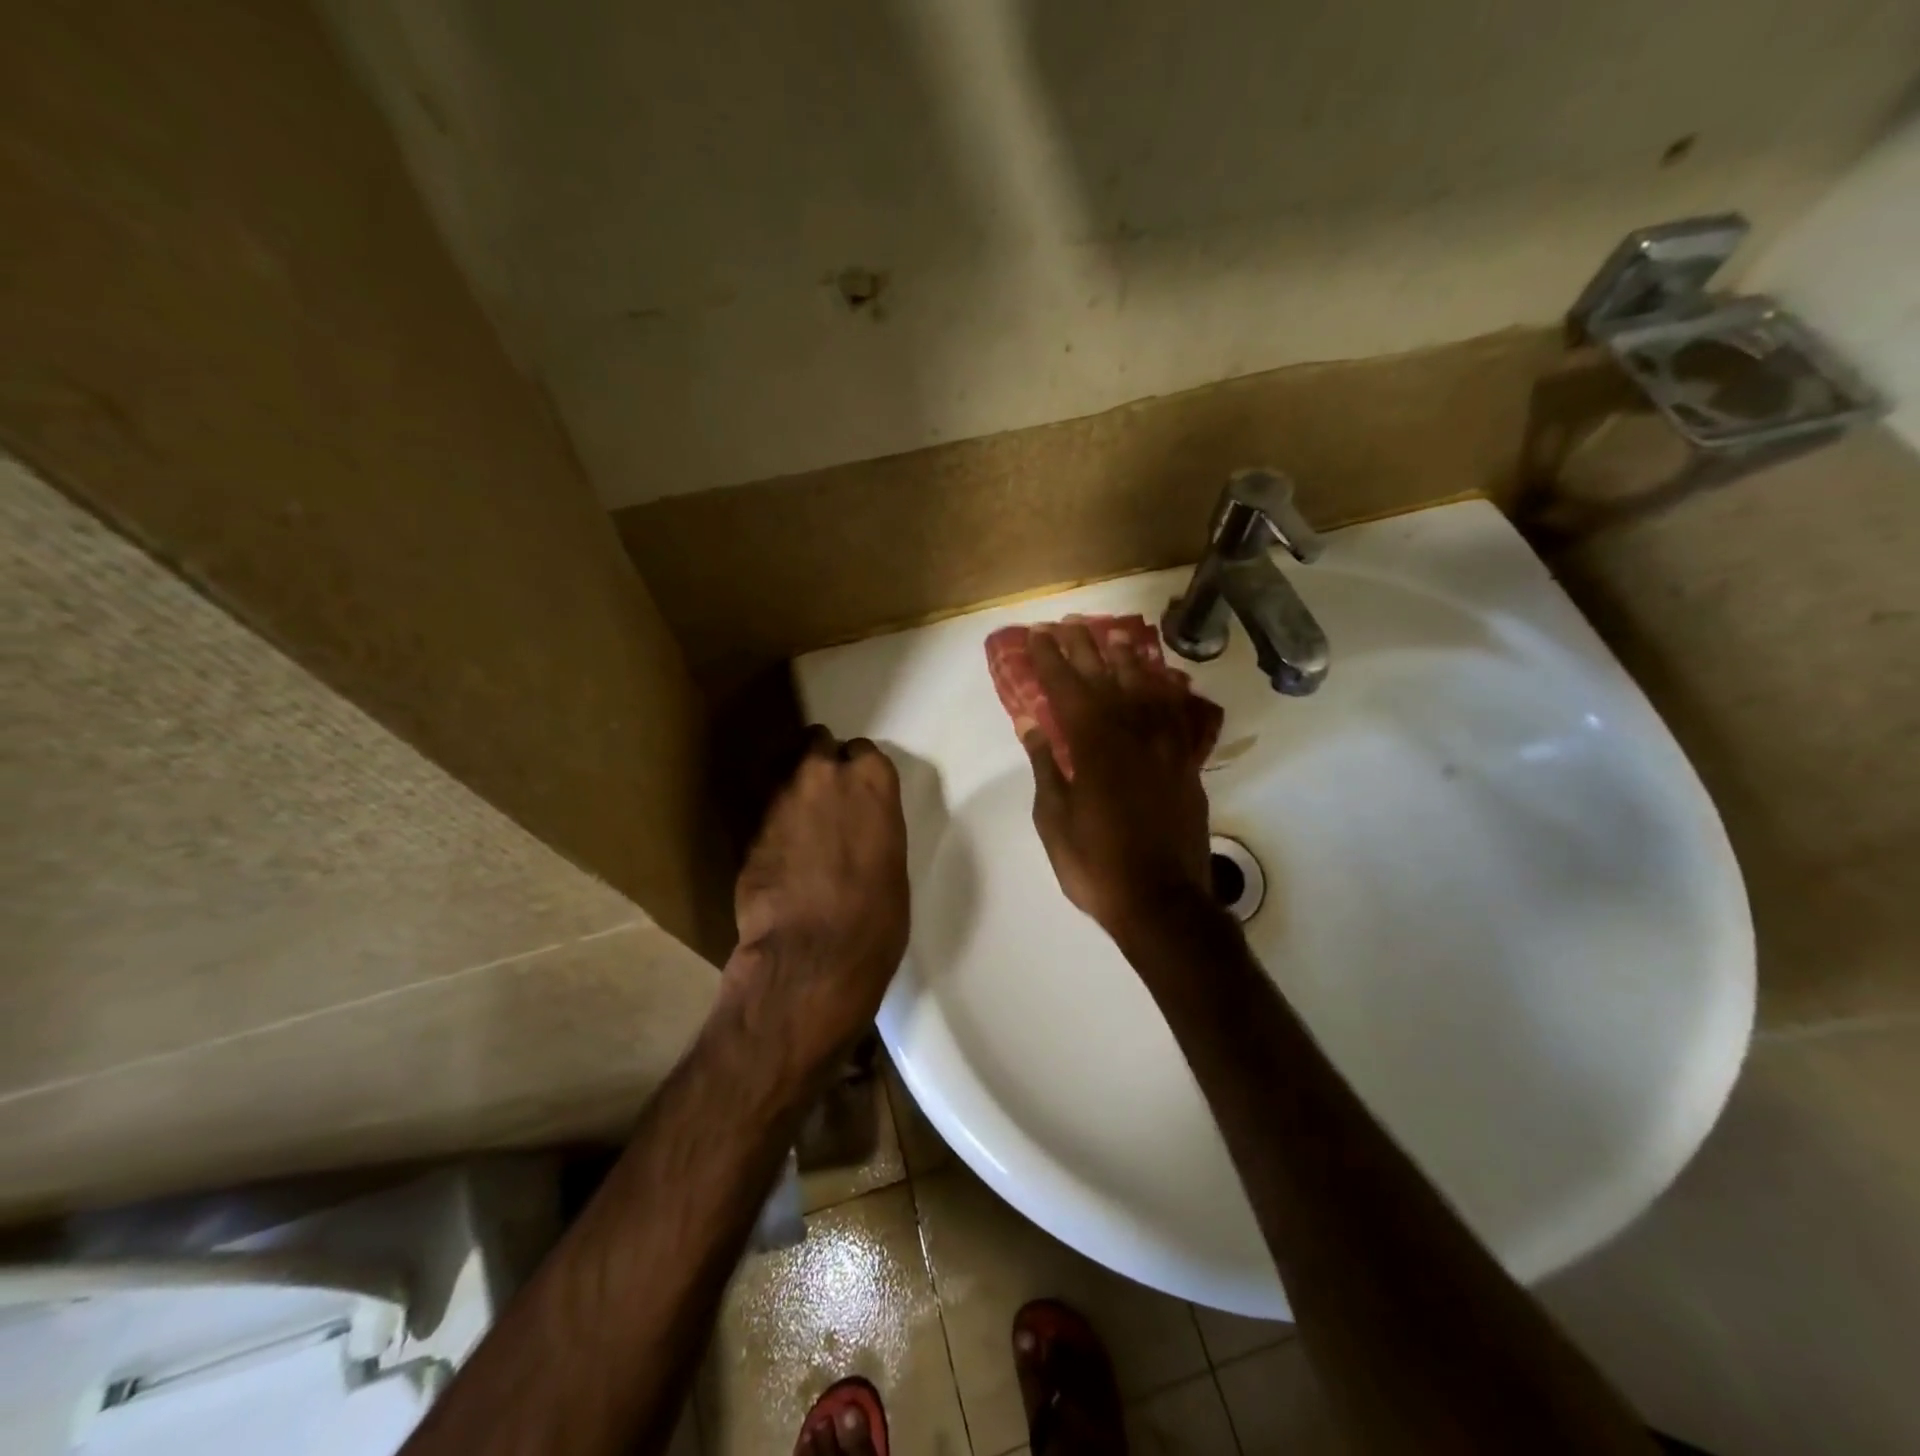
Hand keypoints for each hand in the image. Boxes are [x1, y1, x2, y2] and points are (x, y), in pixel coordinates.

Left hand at [730, 729, 910, 1062]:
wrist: (811, 955)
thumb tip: (855, 829)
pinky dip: (768, 816)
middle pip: (817, 743)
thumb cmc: (875, 917)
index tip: (857, 791)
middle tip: (823, 795)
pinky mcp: (747, 824)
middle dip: (820, 763)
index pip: (863, 750)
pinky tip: (775, 843)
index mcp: (872, 781)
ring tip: (794, 813)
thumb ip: (872, 827)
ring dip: (790, 782)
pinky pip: (761, 805)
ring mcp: (780, 795)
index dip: (858, 771)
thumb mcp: (891, 863)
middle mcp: (824, 774)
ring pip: (781, 766)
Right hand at [1024, 625, 1213, 942]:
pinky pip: (1178, 715)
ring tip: (1114, 635)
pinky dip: (1167, 692)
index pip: (1067, 689)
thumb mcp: (1055, 818)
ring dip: (1127, 659)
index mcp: (1094, 746)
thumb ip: (1046, 765)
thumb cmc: (1096, 864)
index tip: (1036, 635)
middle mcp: (1132, 734)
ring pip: (1146, 689)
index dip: (1050, 659)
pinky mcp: (1186, 764)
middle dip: (1084, 648)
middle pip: (1106, 679)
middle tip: (1068, 624)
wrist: (1162, 902)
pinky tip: (1162, 680)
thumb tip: (1032, 722)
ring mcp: (1165, 747)